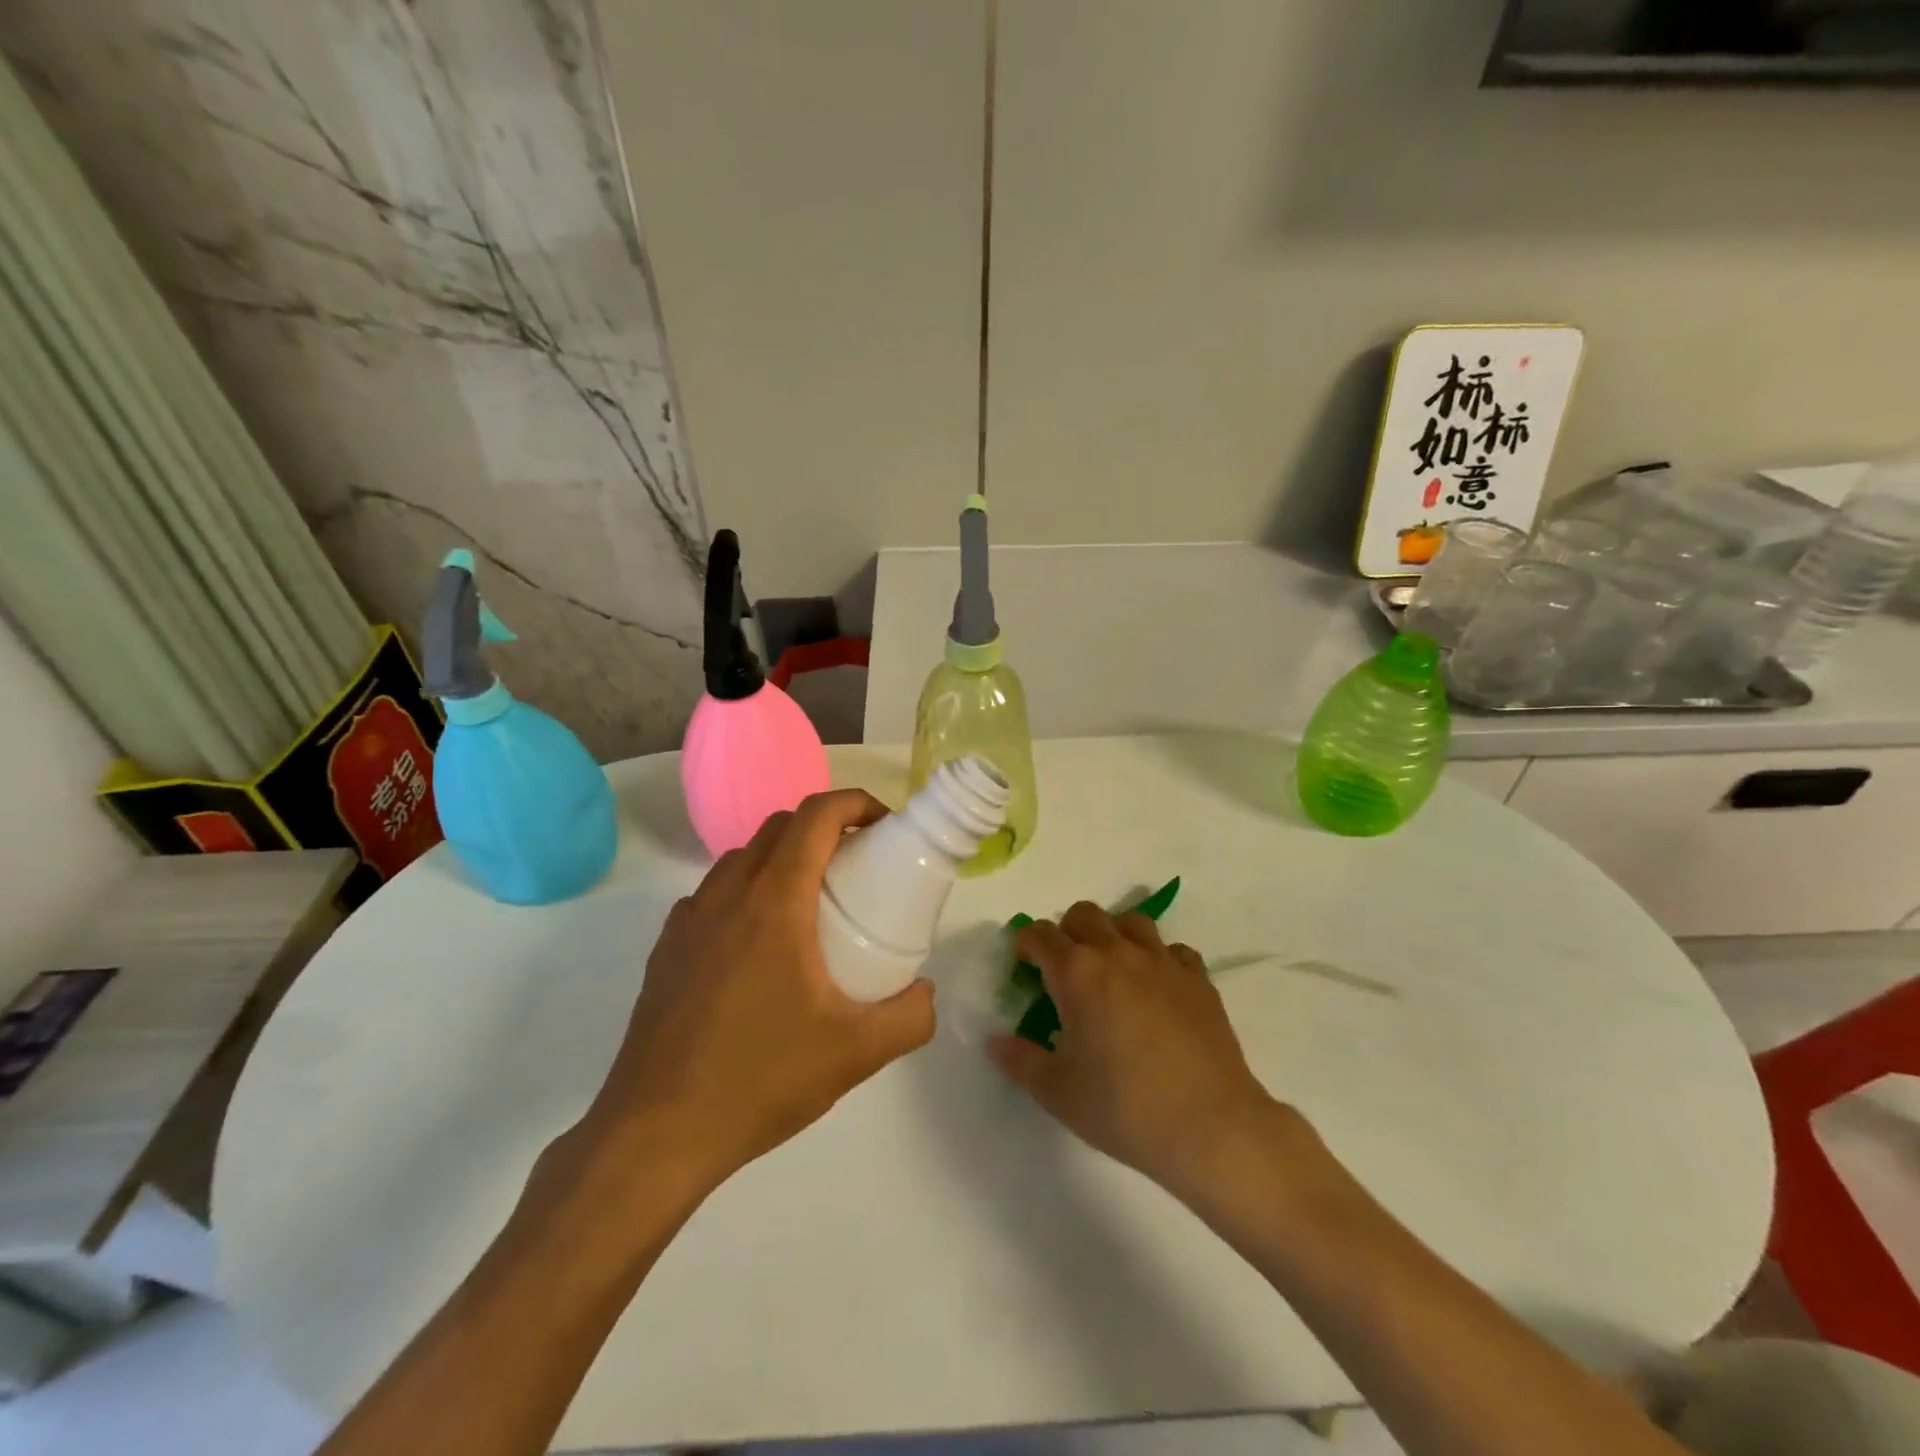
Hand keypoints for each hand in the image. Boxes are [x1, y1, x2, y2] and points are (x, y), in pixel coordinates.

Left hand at [573, 790, 935, 1196]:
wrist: (656, 1134)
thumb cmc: (760, 1080)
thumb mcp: (856, 1053)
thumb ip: (910, 1016)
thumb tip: (925, 992)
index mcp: (774, 902)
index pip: (815, 816)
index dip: (855, 803)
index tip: (884, 824)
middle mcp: (727, 895)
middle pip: (779, 827)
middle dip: (824, 827)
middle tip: (857, 864)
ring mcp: (689, 920)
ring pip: (741, 857)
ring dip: (783, 857)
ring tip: (811, 903)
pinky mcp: (667, 949)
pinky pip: (714, 895)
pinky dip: (746, 892)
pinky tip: (760, 946)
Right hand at [988, 902, 1280, 1200]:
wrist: (1211, 1127)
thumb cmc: (1124, 1108)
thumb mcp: (1058, 1092)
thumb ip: (1021, 1061)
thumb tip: (995, 1041)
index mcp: (1077, 972)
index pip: (1040, 934)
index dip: (1026, 945)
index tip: (1024, 967)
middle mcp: (1118, 953)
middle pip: (1085, 914)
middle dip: (1068, 932)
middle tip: (1066, 972)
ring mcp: (1163, 962)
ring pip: (1132, 921)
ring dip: (1114, 936)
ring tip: (1113, 973)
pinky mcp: (1199, 980)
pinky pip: (1173, 950)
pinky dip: (1158, 960)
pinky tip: (1158, 991)